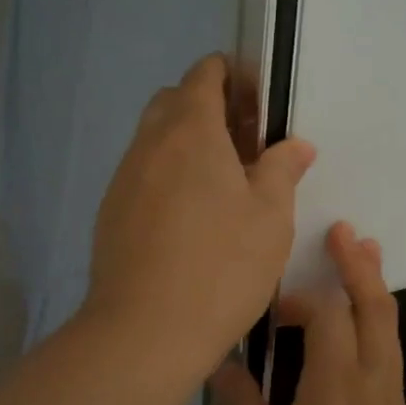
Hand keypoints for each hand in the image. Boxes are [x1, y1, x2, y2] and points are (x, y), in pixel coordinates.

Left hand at [84, 54, 316, 383]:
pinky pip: (142, 173)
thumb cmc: (221, 266)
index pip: (204, 74)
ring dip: (187, 143)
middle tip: (246, 144)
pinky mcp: (111, 212)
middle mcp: (149, 144)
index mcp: (190, 130)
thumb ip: (282, 169)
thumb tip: (294, 144)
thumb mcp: (271, 217)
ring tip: (223, 184)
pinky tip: (190, 218)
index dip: (233, 75)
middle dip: (210, 107)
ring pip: (155, 138)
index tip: (261, 104)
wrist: (144, 330)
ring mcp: (124, 178)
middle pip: (175, 100)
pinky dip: (167, 174)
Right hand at [216, 221, 405, 404]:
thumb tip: (222, 363)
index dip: (300, 299)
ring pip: (388, 326)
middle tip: (343, 229)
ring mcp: (390, 400)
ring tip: (362, 249)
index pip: (327, 316)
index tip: (272, 312)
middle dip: (358, 265)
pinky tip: (359, 317)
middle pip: (373, 308)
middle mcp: (370, 385)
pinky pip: (388, 349)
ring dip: (373, 284)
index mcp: (333, 393)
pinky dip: (375, 317)